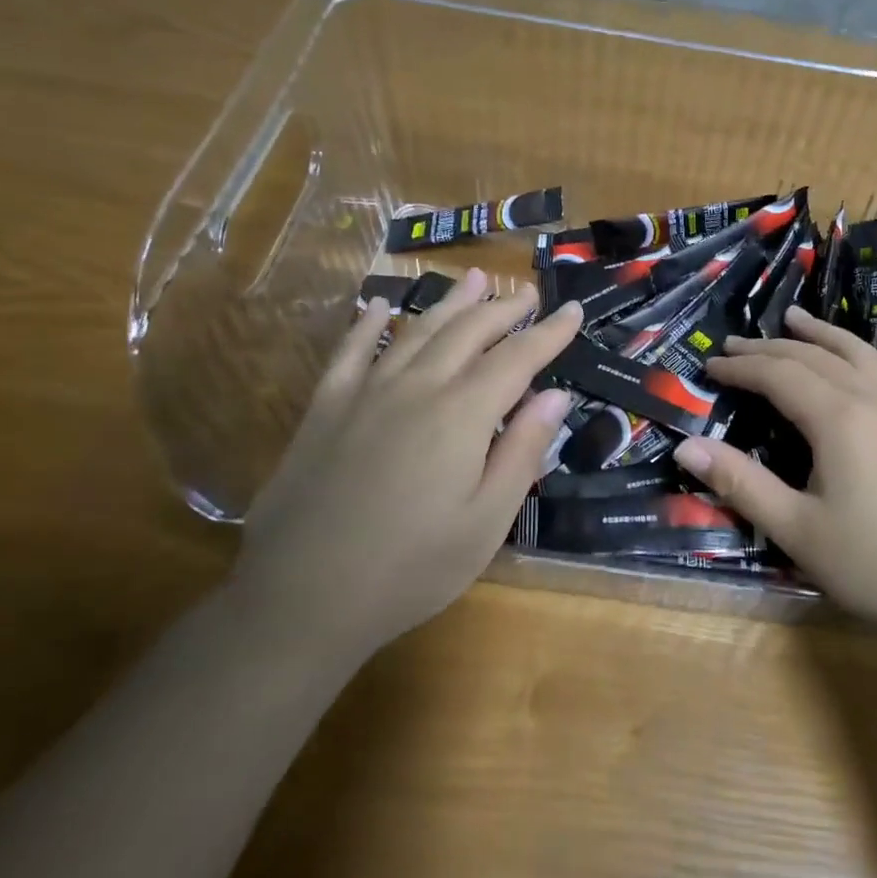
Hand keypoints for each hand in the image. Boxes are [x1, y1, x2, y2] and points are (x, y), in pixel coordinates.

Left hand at [236, 269, 581, 665]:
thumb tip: (555, 396)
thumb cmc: (412, 569)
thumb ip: (522, 452)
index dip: (549, 334)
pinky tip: (379, 307)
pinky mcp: (324, 409)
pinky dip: (368, 325)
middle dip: (503, 309)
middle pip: (468, 332)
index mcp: (462, 415)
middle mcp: (416, 388)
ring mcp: (364, 393)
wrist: (304, 599)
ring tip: (474, 278)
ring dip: (449, 302)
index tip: (572, 311)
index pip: (517, 358)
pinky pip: (350, 352)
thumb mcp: (486, 522)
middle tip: (527, 292)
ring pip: (415, 330)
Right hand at [672, 306, 876, 646]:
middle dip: (771, 348)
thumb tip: (686, 445)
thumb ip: (741, 483)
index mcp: (837, 420)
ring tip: (796, 318)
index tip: (710, 364)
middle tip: (737, 345)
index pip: (778, 375)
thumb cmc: (875, 568)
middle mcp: (875, 400)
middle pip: (816, 358)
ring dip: (825, 334)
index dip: (741, 367)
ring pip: (862, 355)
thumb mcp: (797, 530)